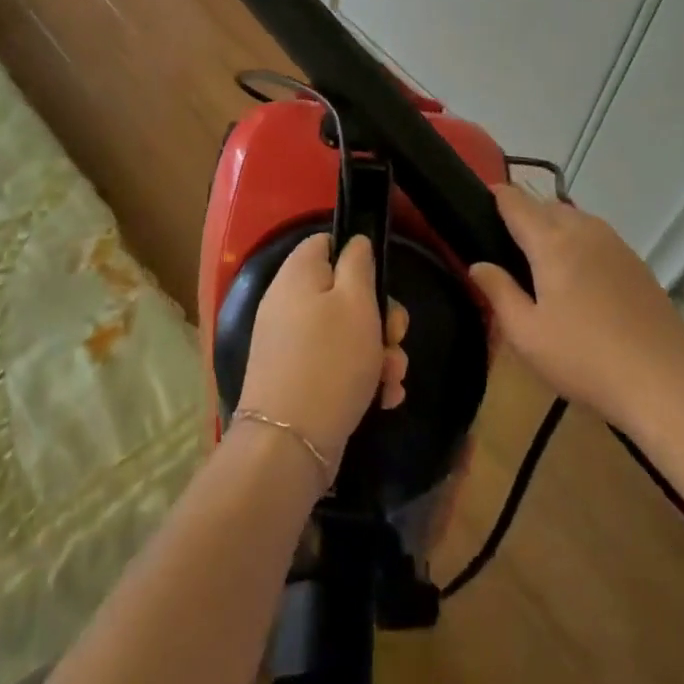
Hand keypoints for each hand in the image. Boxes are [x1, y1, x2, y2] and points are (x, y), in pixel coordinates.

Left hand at [239, 235, 407, 472]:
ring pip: (347, 333)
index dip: (356, 256)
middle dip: (381, 317)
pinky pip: (337, 364)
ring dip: (379, 353)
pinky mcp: (299, 377)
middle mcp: (289, 303)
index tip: (380, 281)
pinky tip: (383, 398)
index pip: (324, 243)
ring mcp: (291, 343)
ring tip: (392, 378)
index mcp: (297, 275)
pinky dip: (363, 377)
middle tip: (395, 337)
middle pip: (343, 292)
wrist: (291, 442)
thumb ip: (358, 264)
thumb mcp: (356, 301)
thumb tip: (354, 242)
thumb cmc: (330, 360)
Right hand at [468, 183, 683, 423]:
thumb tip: (478, 265)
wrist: (665, 383)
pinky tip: (580, 280)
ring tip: (542, 260)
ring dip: (555, 228)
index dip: (497, 195)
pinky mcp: (638, 266)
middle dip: (526, 214)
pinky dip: (581, 244)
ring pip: (577, 220)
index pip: (517, 202)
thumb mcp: (525, 333)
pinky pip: (599, 239)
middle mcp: (585, 232)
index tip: (480, 199)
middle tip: (507, 243)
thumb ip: (498, 292)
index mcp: (552, 242)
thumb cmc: (583, 357)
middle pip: (548, 206)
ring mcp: (617, 246)